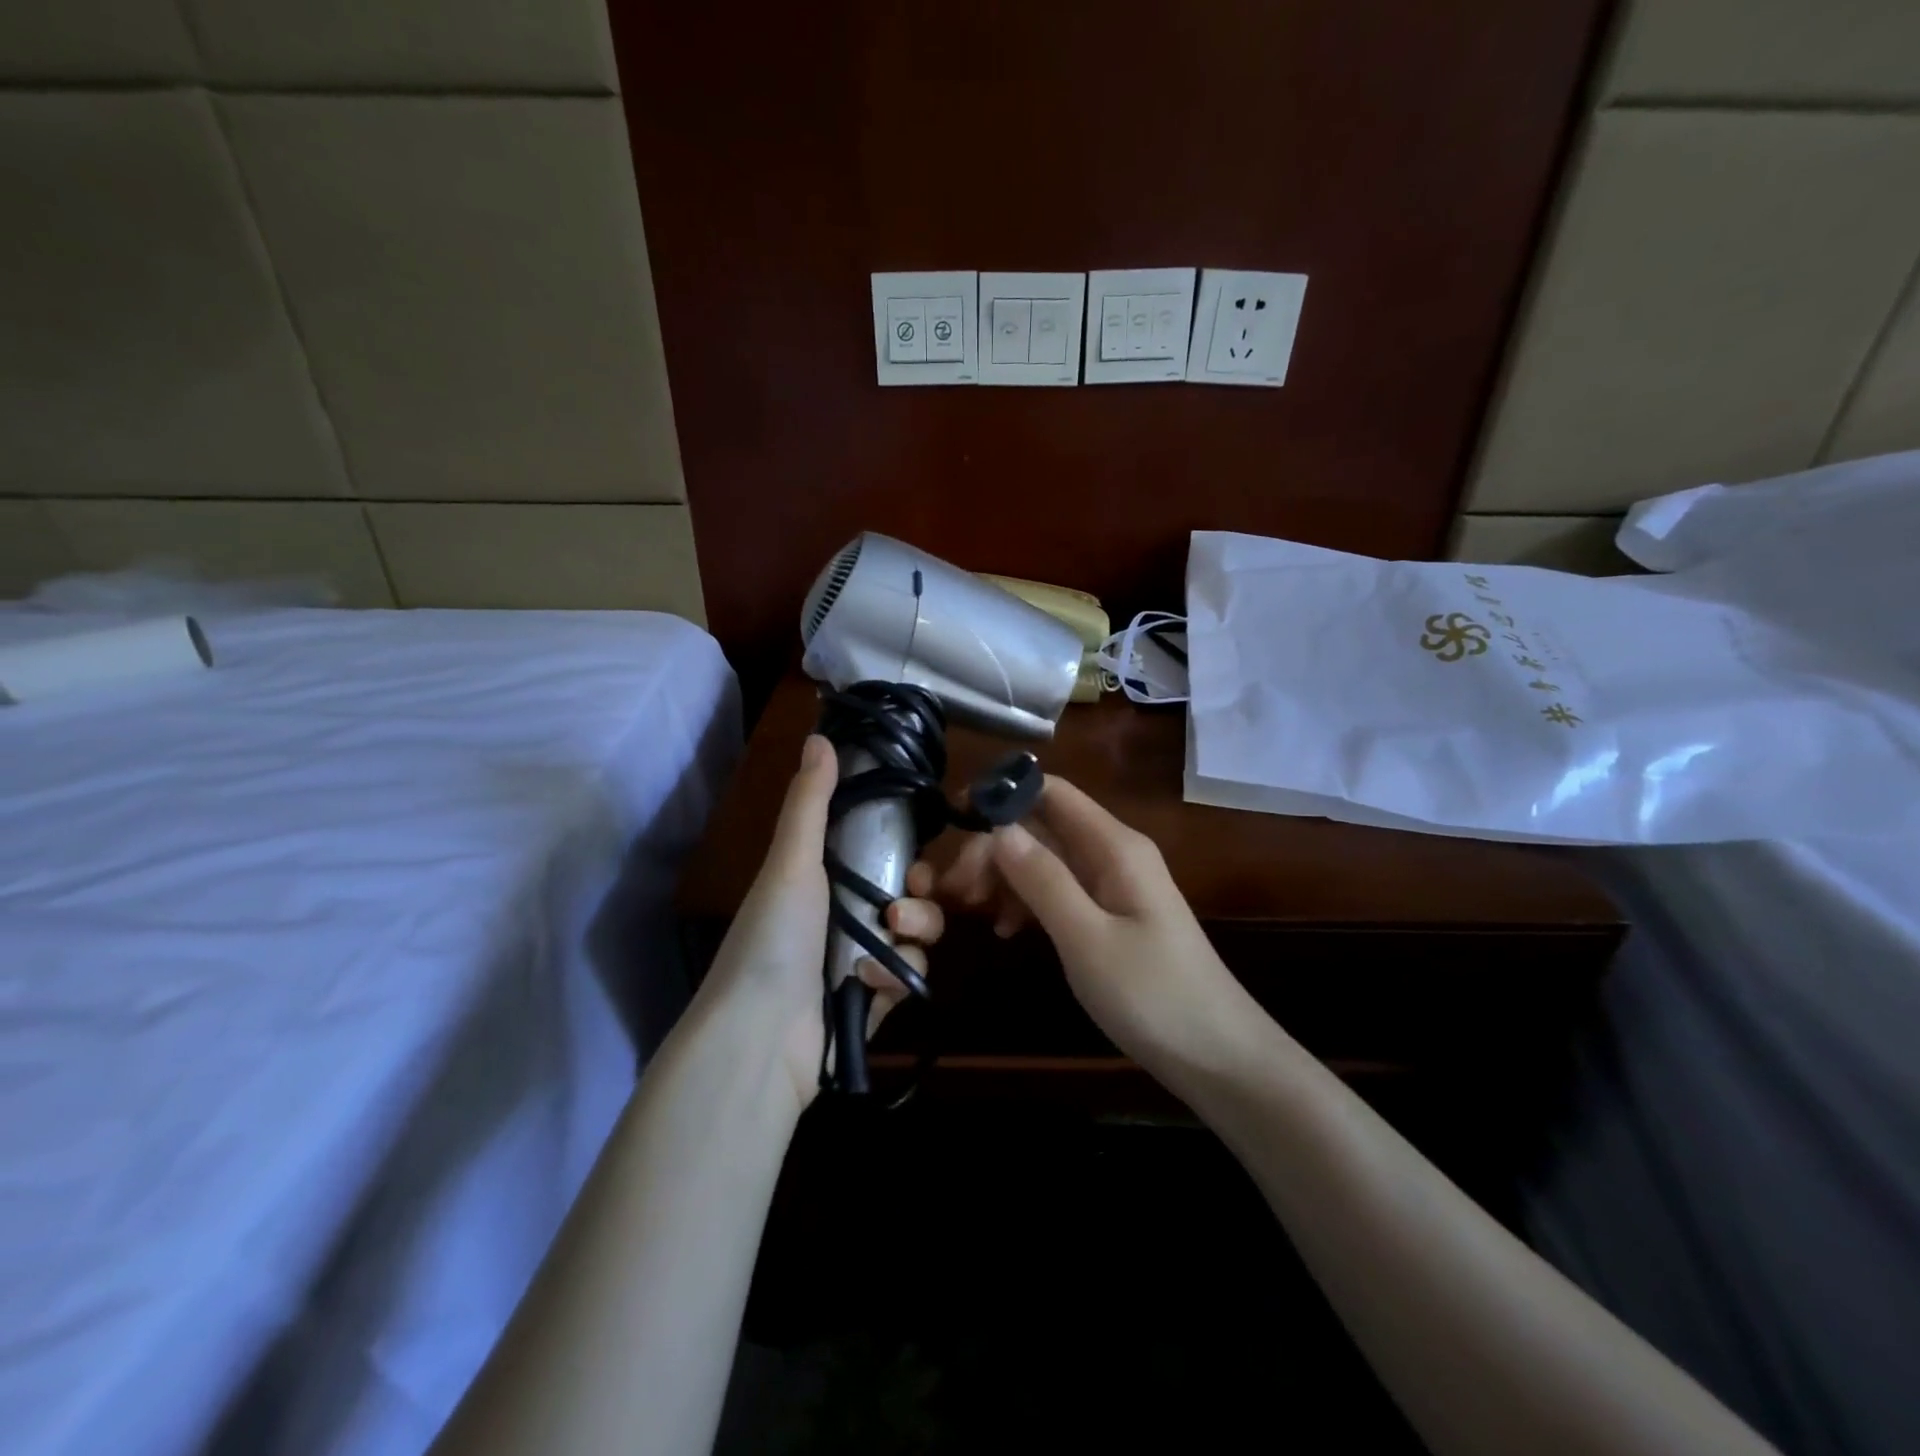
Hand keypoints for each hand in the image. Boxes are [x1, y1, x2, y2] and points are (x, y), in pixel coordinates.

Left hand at [698, 733, 944, 1109]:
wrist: (760, 1036)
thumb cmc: (775, 937)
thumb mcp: (791, 861)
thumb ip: (811, 801)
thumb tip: (820, 734)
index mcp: (822, 883)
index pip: (879, 859)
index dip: (906, 855)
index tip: (917, 855)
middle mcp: (842, 920)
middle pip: (909, 898)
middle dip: (920, 898)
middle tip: (907, 899)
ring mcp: (857, 964)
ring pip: (916, 938)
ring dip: (913, 935)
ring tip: (892, 939)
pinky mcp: (872, 1004)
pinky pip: (907, 980)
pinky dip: (893, 980)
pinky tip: (870, 986)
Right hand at [940, 776, 1251, 1074]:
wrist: (1218, 1058)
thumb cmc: (1154, 997)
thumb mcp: (1087, 939)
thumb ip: (1042, 880)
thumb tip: (998, 827)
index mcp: (1115, 846)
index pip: (1051, 792)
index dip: (1003, 794)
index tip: (955, 821)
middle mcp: (1113, 854)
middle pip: (1042, 826)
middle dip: (996, 847)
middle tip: (958, 890)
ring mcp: (1114, 886)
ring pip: (1046, 860)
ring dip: (1006, 876)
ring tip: (973, 911)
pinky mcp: (1111, 916)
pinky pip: (1059, 891)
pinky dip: (1027, 902)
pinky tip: (1006, 931)